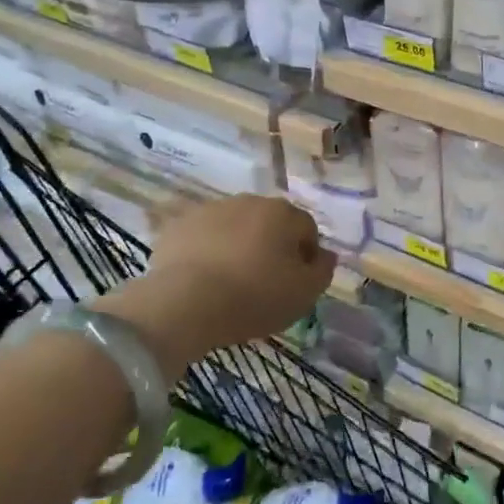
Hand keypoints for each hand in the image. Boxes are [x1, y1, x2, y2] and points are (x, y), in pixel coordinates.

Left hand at [96, 195, 335, 376]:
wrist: (185, 302)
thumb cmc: (255, 297)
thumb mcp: (305, 293)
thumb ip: (322, 271)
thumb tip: (325, 255)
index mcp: (284, 213)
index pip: (306, 230)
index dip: (305, 257)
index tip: (295, 284)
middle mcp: (249, 201)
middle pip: (269, 224)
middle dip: (270, 247)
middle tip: (263, 283)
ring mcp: (210, 210)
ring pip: (234, 228)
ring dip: (237, 247)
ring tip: (229, 283)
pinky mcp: (178, 225)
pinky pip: (202, 238)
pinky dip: (205, 252)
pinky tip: (202, 279)